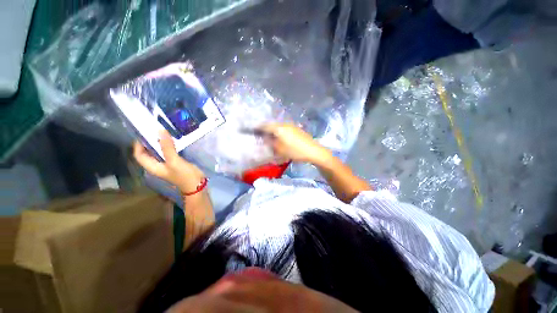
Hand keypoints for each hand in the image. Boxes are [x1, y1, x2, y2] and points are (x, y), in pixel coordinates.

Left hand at [133, 130, 205, 192]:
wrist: (197, 185)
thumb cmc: (184, 175)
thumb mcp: (174, 161)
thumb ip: (167, 147)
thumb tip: (160, 131)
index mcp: (152, 166)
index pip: (139, 154)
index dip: (138, 144)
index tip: (144, 133)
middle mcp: (157, 165)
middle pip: (148, 152)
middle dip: (149, 141)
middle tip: (155, 129)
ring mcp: (167, 164)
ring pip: (159, 152)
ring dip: (160, 143)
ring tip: (164, 132)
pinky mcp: (175, 163)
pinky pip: (168, 152)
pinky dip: (169, 146)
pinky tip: (174, 140)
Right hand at [259, 123, 331, 164]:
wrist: (313, 150)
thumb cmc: (295, 151)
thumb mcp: (280, 149)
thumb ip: (270, 143)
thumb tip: (265, 139)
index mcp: (279, 128)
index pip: (265, 126)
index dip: (258, 128)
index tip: (252, 130)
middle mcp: (284, 124)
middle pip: (272, 125)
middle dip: (266, 130)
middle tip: (261, 136)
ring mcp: (291, 126)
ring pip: (278, 127)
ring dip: (273, 132)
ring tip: (271, 139)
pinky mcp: (296, 129)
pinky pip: (285, 129)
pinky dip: (280, 133)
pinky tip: (281, 139)